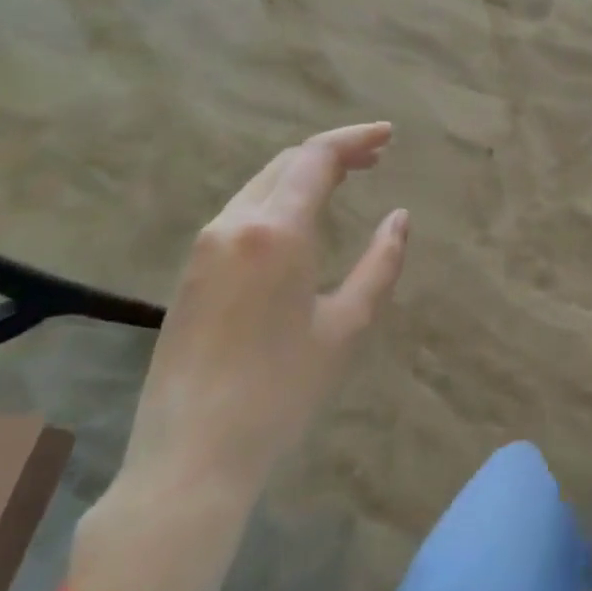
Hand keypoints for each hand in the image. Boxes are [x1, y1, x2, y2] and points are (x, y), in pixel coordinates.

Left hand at [122, 122, 408, 500]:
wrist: (190, 455)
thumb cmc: (281, 391)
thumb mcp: (347, 326)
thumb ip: (381, 263)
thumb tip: (400, 217)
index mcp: (276, 231)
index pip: (317, 157)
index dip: (355, 138)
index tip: (388, 135)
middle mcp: (234, 224)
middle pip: (286, 163)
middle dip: (333, 151)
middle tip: (375, 157)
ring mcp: (205, 246)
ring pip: (261, 184)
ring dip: (304, 173)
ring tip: (345, 181)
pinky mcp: (190, 270)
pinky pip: (242, 211)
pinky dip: (279, 197)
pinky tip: (300, 219)